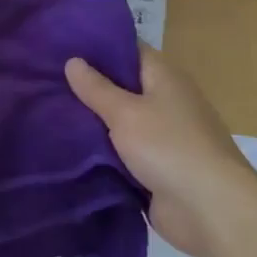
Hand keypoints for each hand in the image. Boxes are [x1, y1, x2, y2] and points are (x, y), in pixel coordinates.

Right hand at [65, 47, 256, 255]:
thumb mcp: (125, 112)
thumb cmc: (169, 147)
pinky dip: (102, 152)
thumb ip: (96, 88)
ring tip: (48, 112)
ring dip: (92, 122)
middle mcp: (166, 102)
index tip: (61, 46)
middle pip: (122, 87)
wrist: (211, 210)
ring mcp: (163, 138)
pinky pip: (123, 153)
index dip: (97, 47)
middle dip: (88, 87)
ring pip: (119, 122)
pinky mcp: (157, 169)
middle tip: (45, 80)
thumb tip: (72, 60)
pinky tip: (69, 148)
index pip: (128, 50)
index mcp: (165, 78)